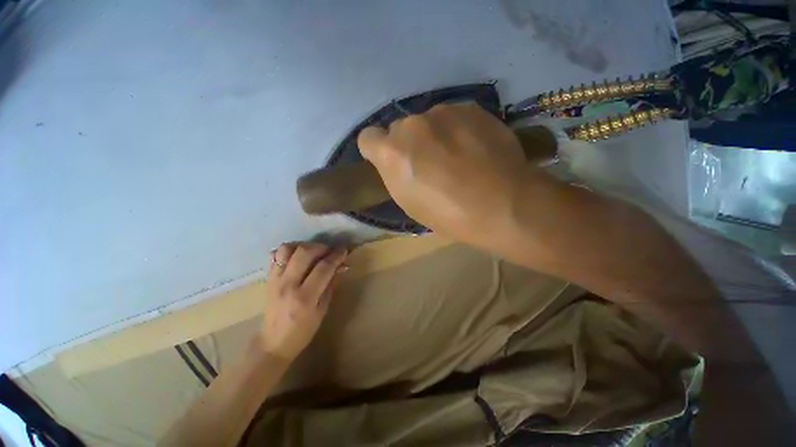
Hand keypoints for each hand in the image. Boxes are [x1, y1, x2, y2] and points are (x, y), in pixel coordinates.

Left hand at [257, 243, 347, 360]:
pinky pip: (275, 255)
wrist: (273, 343)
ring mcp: (275, 280)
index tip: (344, 249)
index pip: (324, 267)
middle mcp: (288, 284)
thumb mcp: (323, 310)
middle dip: (321, 247)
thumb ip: (331, 285)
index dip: (337, 255)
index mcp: (305, 297)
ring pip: (287, 249)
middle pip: (305, 252)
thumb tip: (341, 266)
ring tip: (313, 252)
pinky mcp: (268, 279)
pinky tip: (297, 257)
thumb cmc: (303, 331)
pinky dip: (287, 251)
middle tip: (330, 251)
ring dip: (303, 246)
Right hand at [357, 103, 528, 246]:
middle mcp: (412, 125)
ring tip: (457, 157)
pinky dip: (457, 129)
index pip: (367, 138)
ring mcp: (443, 112)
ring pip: (428, 121)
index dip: (377, 151)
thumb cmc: (449, 215)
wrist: (502, 204)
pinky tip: (474, 148)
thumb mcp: (410, 204)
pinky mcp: (470, 108)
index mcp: (392, 154)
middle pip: (400, 129)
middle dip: (409, 144)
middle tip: (431, 164)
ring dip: (435, 135)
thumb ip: (396, 175)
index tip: (391, 162)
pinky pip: (453, 116)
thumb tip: (399, 162)